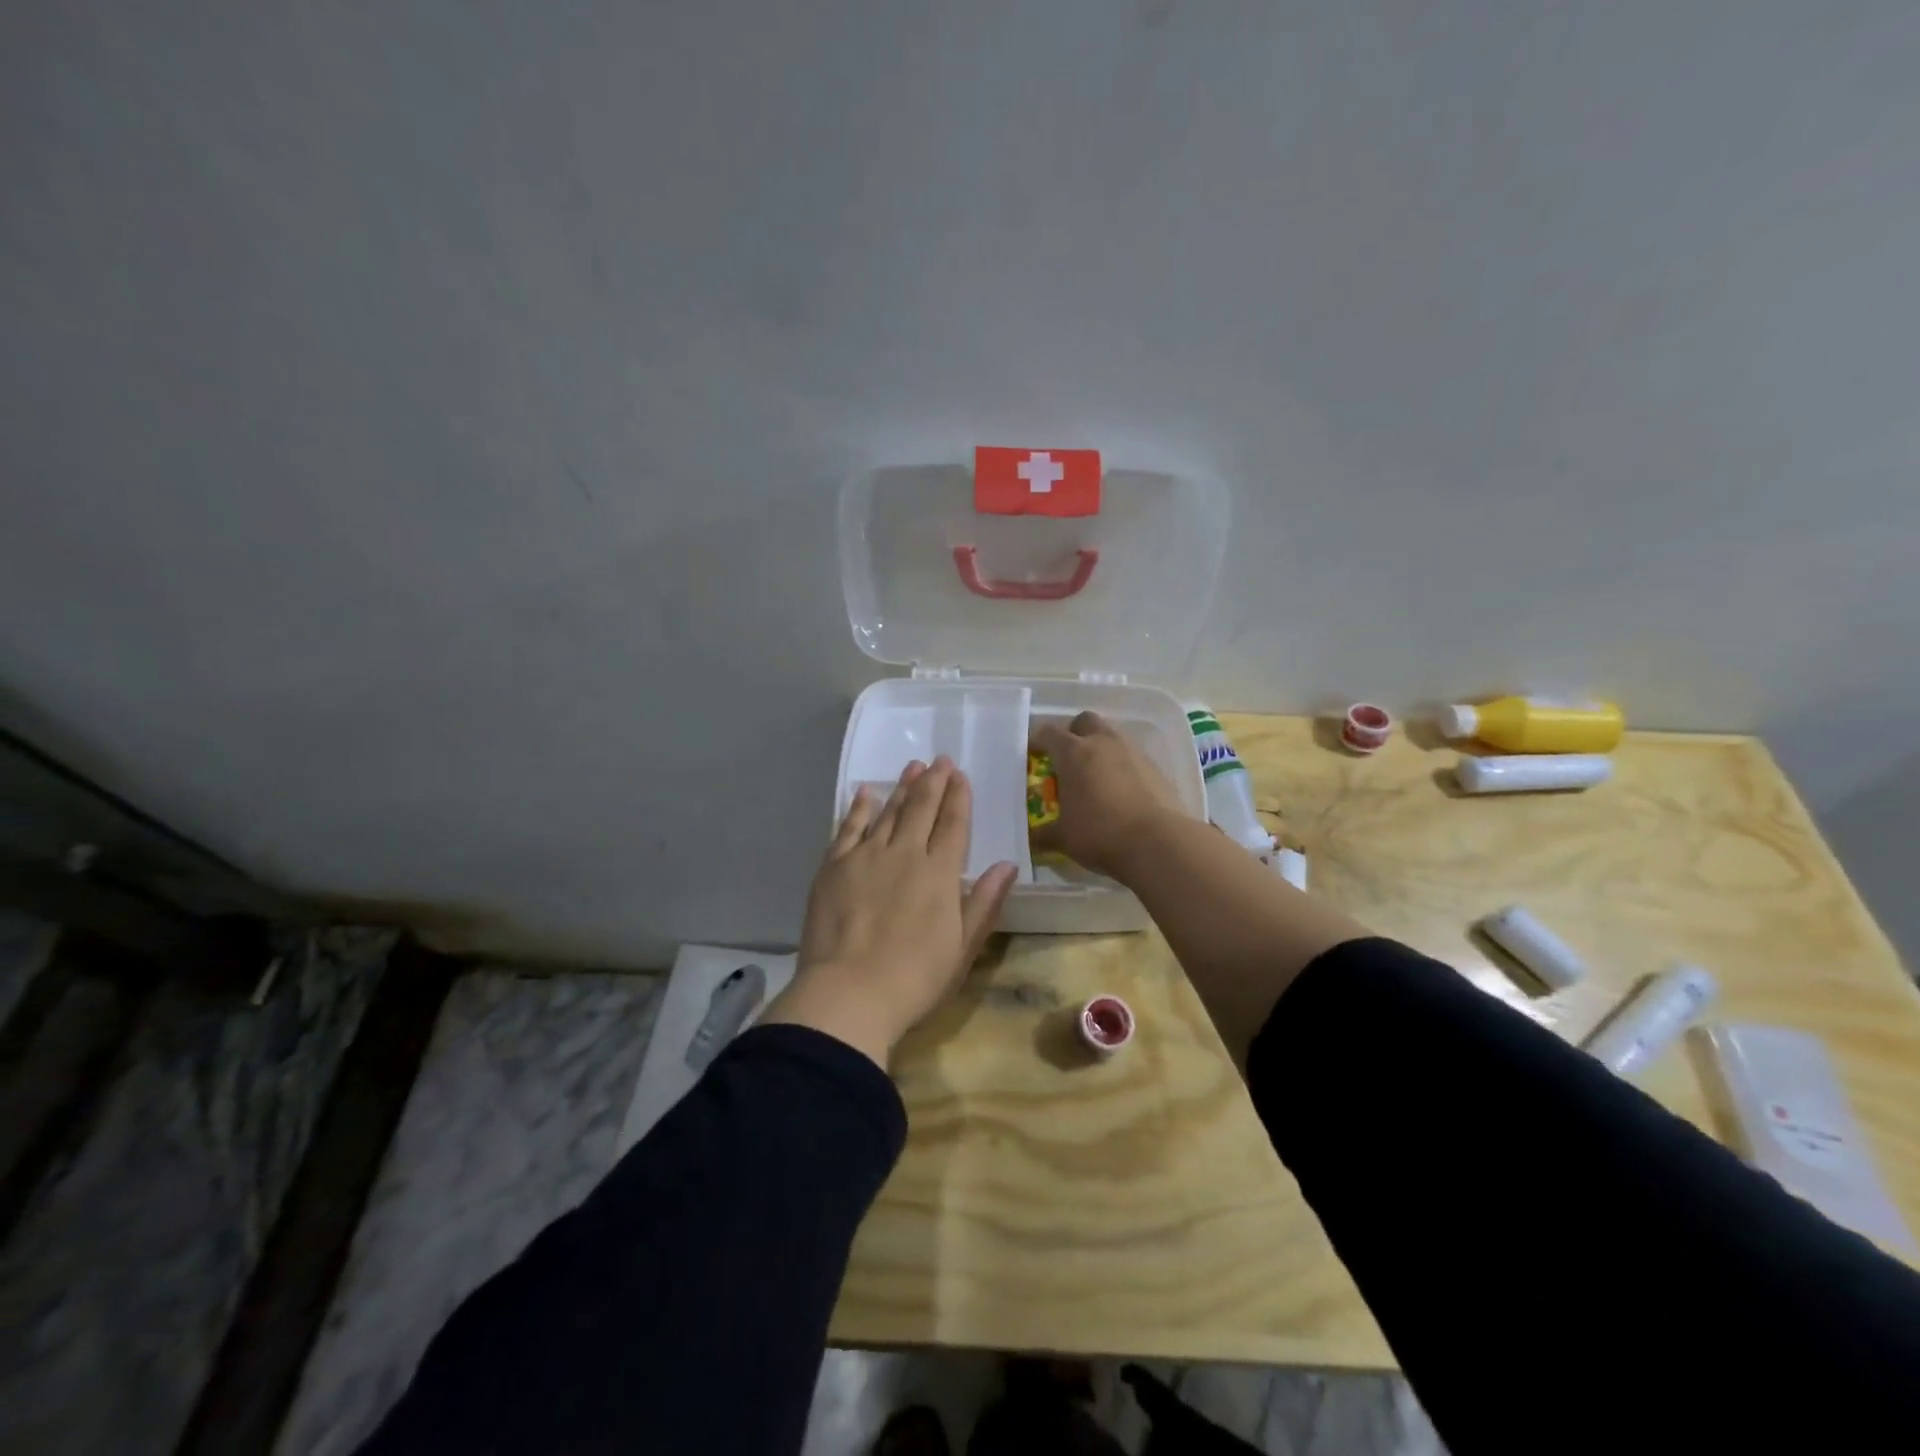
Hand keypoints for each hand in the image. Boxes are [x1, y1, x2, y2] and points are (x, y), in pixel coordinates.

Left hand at [762, 757, 1017, 1068]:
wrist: (848, 994)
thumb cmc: (914, 979)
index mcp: (940, 873)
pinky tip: (865, 792)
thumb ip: (985, 902)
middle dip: (934, 782)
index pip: (953, 824)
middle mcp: (905, 854)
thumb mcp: (963, 947)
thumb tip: (1008, 865)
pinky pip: (849, 827)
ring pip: (888, 812)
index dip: (959, 797)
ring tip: (913, 768)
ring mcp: (866, 856)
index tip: (960, 775)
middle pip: (922, 809)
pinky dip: (859, 807)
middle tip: (940, 760)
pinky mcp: (834, 866)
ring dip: (902, 788)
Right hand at [1031, 711, 1184, 879]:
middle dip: (1074, 733)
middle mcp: (1103, 742)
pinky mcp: (1156, 767)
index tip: (1033, 755)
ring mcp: (1133, 751)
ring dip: (1100, 748)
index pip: (1048, 733)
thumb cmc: (1100, 834)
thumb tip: (1031, 838)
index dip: (1038, 741)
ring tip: (1095, 776)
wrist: (1158, 843)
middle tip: (1067, 759)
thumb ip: (1042, 834)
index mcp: (1073, 752)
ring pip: (1112, 735)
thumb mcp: (1062, 838)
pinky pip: (1132, 757)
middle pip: (1084, 721)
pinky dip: (1122, 766)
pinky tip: (1120, 791)